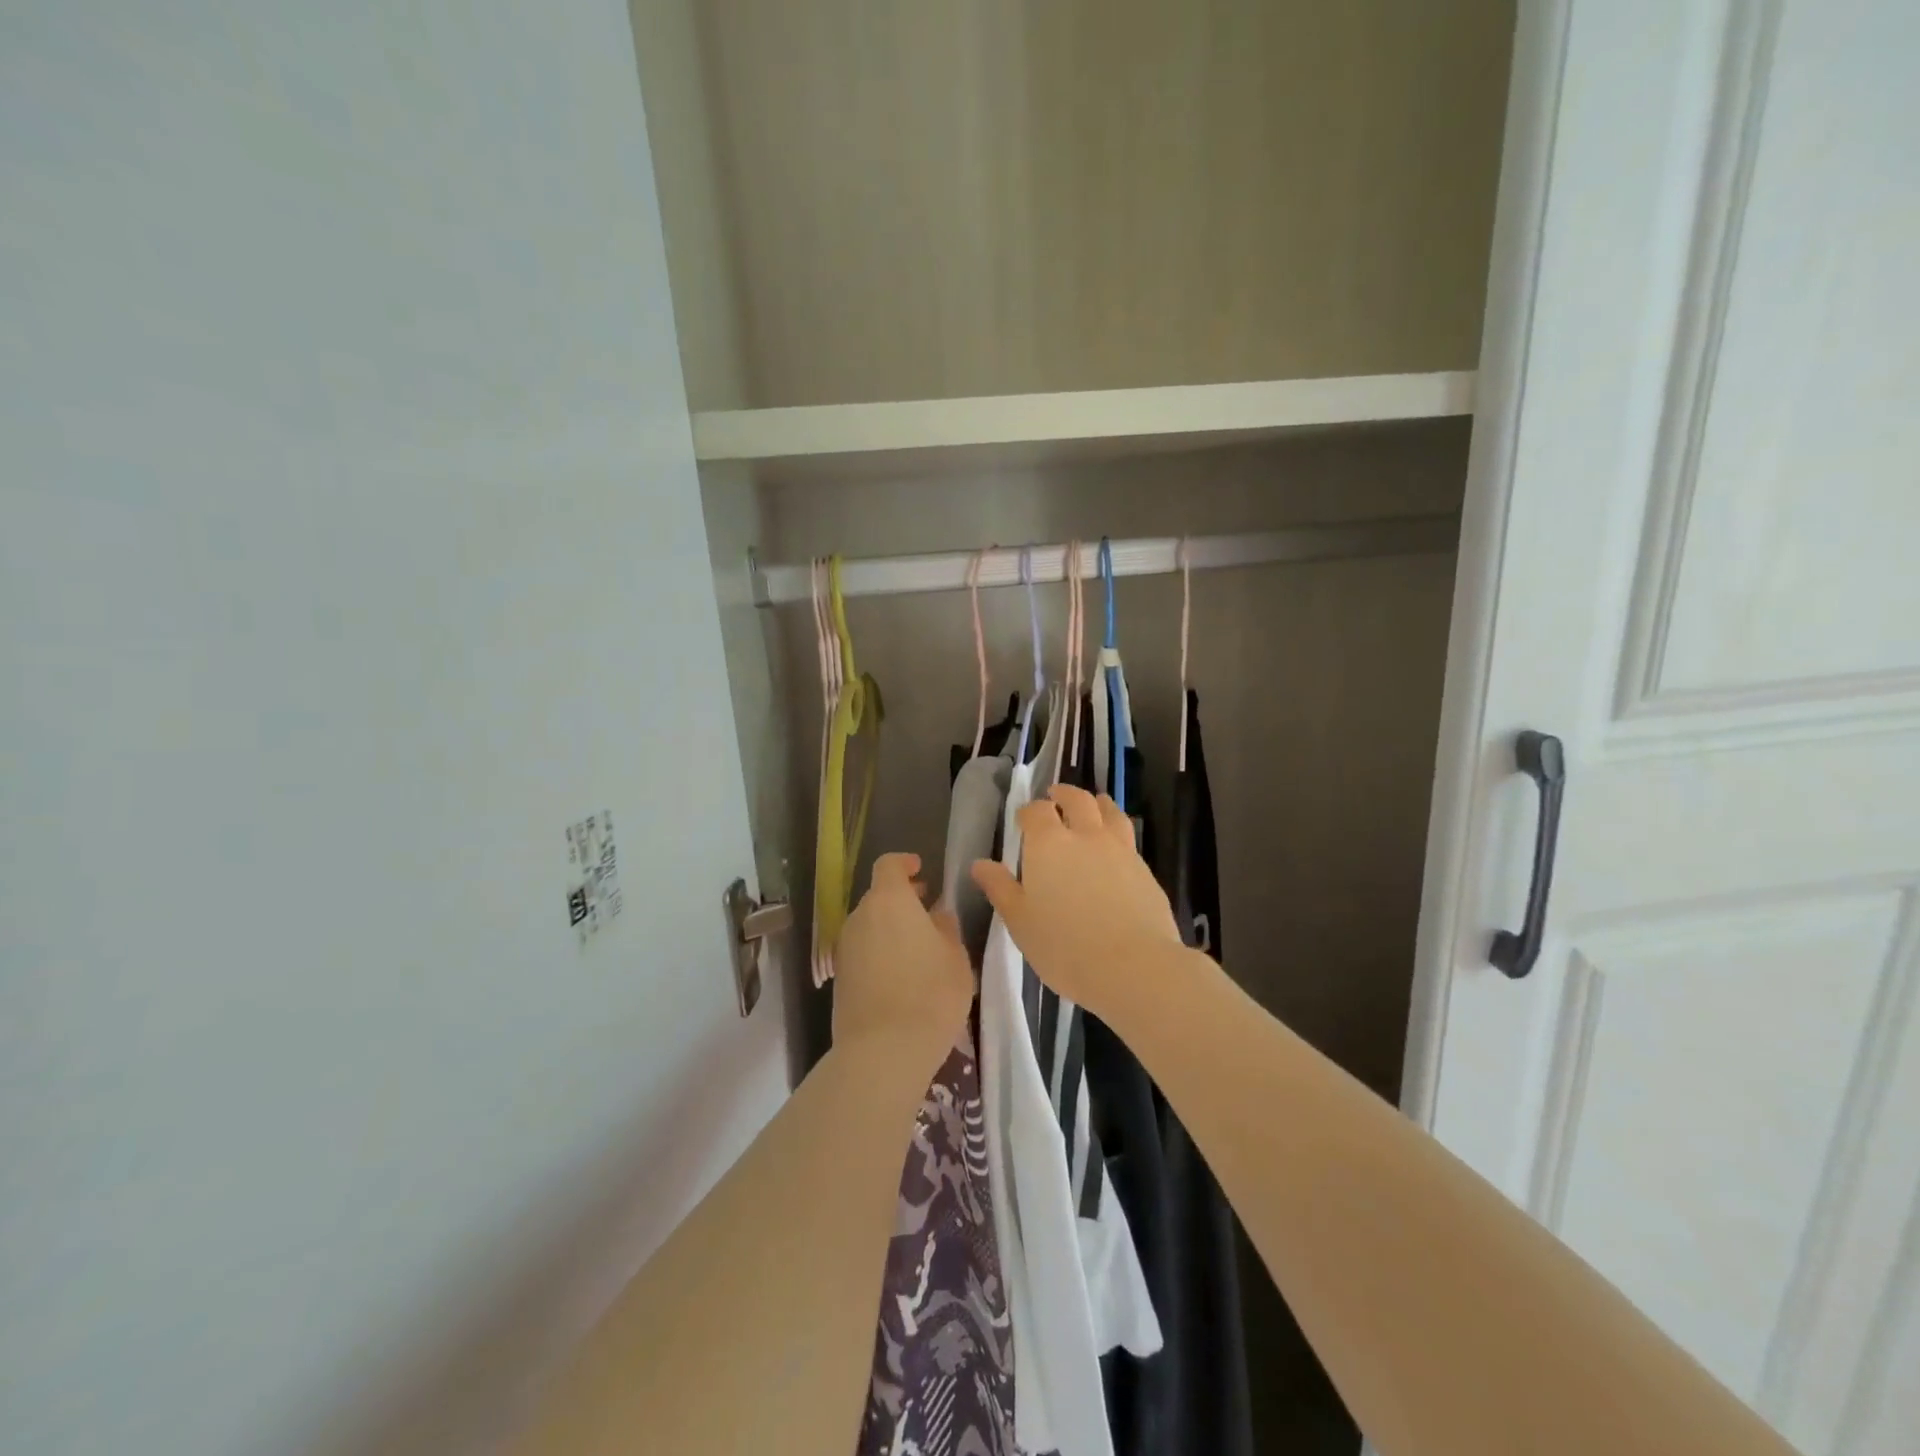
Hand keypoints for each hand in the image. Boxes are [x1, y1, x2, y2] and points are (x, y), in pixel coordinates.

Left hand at [832, 852, 974, 1071]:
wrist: (883, 1050)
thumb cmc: (930, 993)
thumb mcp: (955, 957)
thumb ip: (945, 928)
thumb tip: (936, 915)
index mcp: (889, 901)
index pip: (889, 865)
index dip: (904, 863)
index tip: (921, 870)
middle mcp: (860, 917)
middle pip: (878, 897)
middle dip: (902, 899)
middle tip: (927, 910)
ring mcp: (845, 948)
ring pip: (869, 926)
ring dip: (890, 928)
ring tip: (918, 947)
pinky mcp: (840, 977)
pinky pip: (863, 951)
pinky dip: (879, 952)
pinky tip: (901, 974)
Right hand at [970, 784, 1182, 1023]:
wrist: (1134, 966)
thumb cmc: (1065, 946)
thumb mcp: (1020, 922)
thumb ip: (1000, 889)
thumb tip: (980, 864)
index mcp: (1049, 844)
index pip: (1036, 812)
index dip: (1028, 811)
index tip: (1023, 819)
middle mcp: (1086, 835)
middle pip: (1077, 800)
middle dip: (1064, 794)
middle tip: (1056, 796)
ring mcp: (1120, 850)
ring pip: (1109, 811)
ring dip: (1097, 803)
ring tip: (1093, 806)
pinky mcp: (1145, 869)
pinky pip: (1127, 838)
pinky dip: (1116, 831)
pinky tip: (1114, 848)